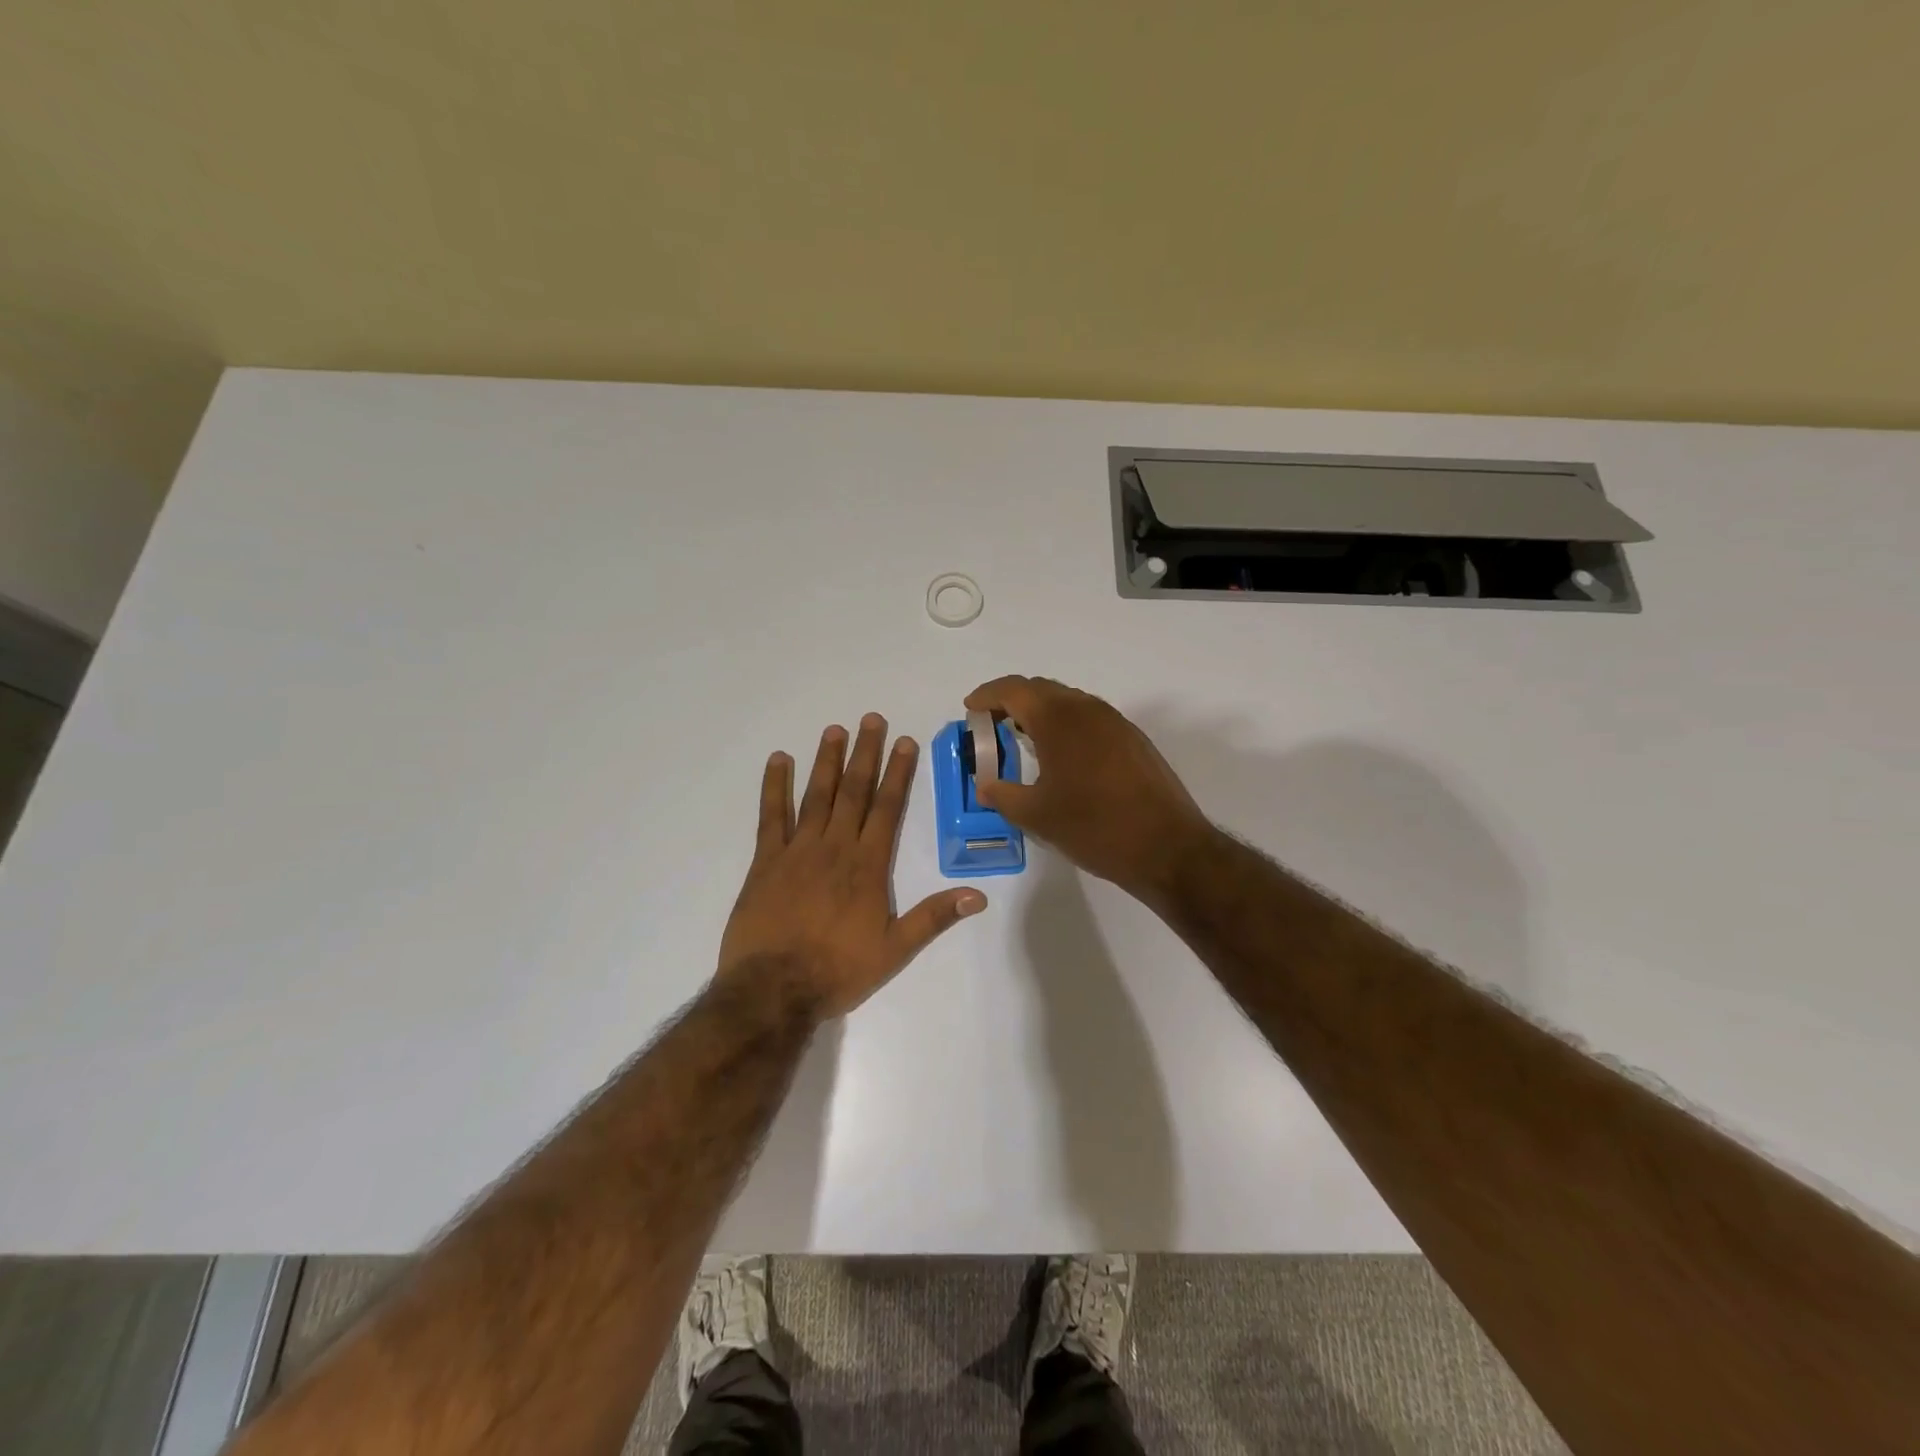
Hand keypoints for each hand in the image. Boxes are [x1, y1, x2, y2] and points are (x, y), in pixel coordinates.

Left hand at [717, 714, 985, 1017]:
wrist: (773, 990)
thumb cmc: (838, 970)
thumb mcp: (895, 950)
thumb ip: (933, 917)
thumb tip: (979, 895)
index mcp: (868, 865)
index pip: (887, 808)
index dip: (898, 772)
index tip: (904, 741)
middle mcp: (835, 847)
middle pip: (854, 791)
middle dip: (865, 753)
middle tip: (871, 719)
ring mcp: (797, 850)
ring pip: (816, 795)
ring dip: (827, 761)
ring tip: (835, 730)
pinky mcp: (766, 861)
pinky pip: (771, 816)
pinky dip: (775, 786)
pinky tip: (779, 761)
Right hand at [963, 676, 1213, 898]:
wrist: (1167, 848)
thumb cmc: (1094, 827)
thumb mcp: (1037, 816)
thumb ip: (1002, 795)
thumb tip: (984, 786)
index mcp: (1059, 719)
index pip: (1014, 690)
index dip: (987, 696)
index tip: (970, 710)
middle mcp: (1088, 710)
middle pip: (1041, 689)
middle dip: (1012, 701)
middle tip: (991, 725)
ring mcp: (1116, 722)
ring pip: (1069, 702)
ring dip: (1041, 712)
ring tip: (1023, 739)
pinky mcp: (1134, 740)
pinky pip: (1090, 718)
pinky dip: (1066, 725)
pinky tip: (1061, 755)